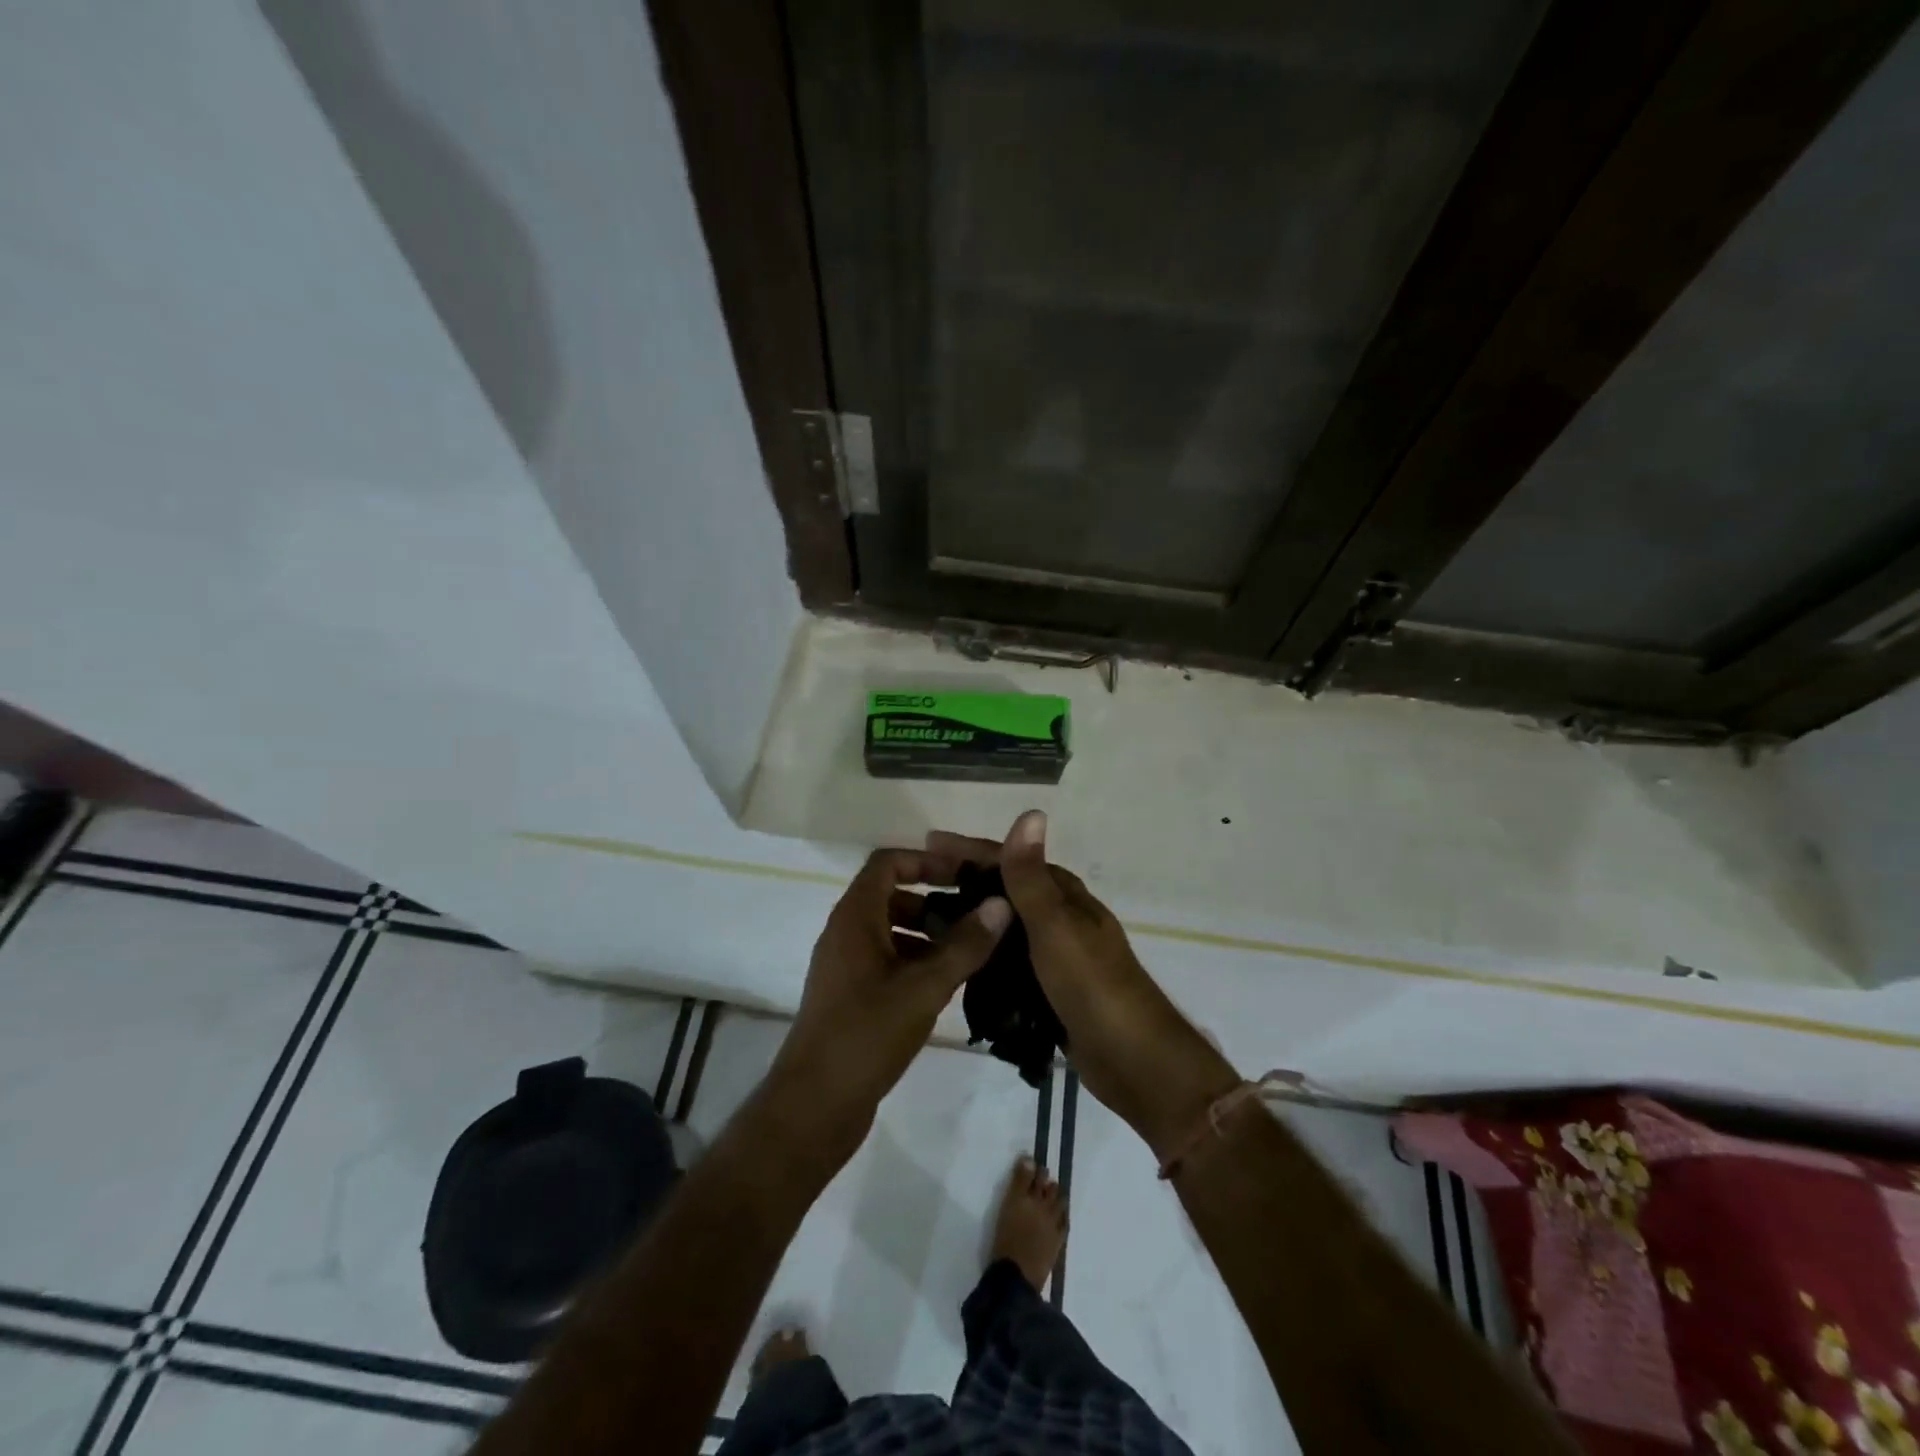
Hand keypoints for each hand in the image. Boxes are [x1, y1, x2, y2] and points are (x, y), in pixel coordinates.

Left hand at [770, 848, 1009, 1165]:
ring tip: (973, 951)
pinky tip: (951, 984)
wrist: (814, 1105)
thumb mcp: (923, 987)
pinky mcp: (852, 996)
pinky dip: (918, 961)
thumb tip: (1002, 903)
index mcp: (854, 917)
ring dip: (930, 934)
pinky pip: (888, 961)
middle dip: (935, 900)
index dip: (926, 860)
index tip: (965, 875)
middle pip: (892, 895)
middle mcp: (846, 933)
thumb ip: (965, 944)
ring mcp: (846, 966)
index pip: (888, 862)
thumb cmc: (866, 1034)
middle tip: (978, 916)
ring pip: (892, 931)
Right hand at [927, 812, 1238, 1159]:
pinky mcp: (1050, 988)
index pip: (1010, 859)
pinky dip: (984, 954)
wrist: (1132, 1058)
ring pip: (1005, 926)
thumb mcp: (1055, 926)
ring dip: (972, 918)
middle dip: (964, 882)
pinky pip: (1009, 961)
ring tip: (926, 923)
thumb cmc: (1091, 984)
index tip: (927, 845)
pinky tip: (958, 962)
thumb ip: (1033, 877)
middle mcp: (1060, 918)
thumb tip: (1031, 812)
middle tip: (916, 885)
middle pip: (1005, 890)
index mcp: (1064, 896)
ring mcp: (1056, 954)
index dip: (969, 850)